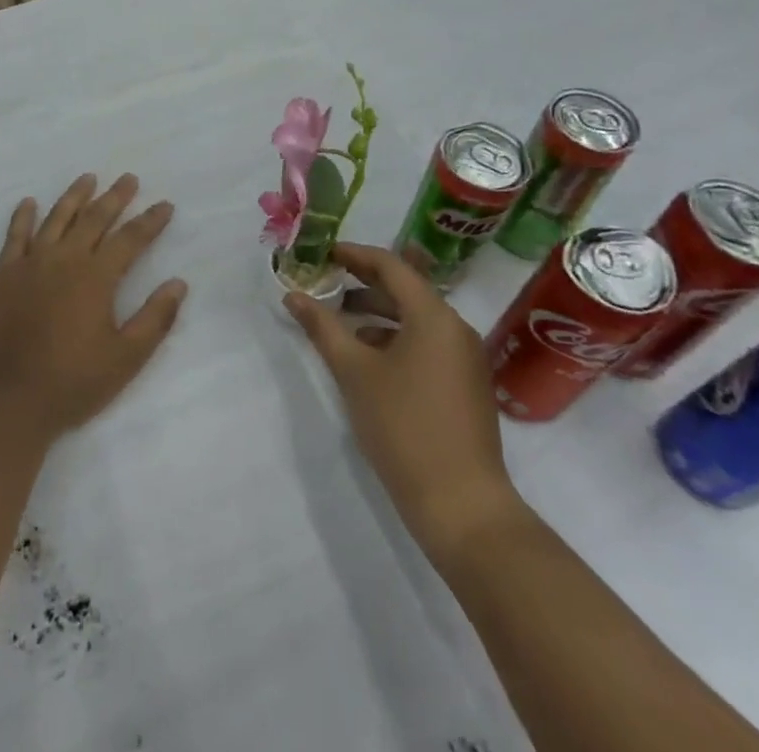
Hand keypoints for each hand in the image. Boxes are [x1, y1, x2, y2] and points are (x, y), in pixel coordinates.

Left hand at [0, 174, 187, 442]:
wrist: (9, 398)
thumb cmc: (73, 382)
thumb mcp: (126, 358)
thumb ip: (155, 318)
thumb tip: (179, 283)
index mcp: (97, 277)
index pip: (131, 238)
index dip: (150, 221)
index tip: (165, 205)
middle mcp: (65, 259)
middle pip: (95, 218)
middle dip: (115, 197)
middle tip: (129, 178)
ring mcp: (31, 264)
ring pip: (56, 218)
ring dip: (75, 196)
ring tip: (88, 177)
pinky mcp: (5, 275)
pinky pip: (15, 236)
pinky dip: (22, 216)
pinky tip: (28, 202)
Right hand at [286, 242, 521, 555]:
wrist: (462, 506)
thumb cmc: (404, 427)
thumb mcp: (354, 372)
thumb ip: (323, 327)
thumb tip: (293, 295)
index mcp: (434, 316)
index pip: (391, 266)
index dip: (354, 255)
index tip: (322, 253)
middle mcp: (456, 329)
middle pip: (405, 289)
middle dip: (362, 283)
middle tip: (325, 282)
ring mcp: (464, 359)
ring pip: (415, 318)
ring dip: (376, 313)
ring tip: (339, 322)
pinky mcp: (464, 385)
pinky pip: (426, 343)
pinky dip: (394, 339)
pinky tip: (367, 358)